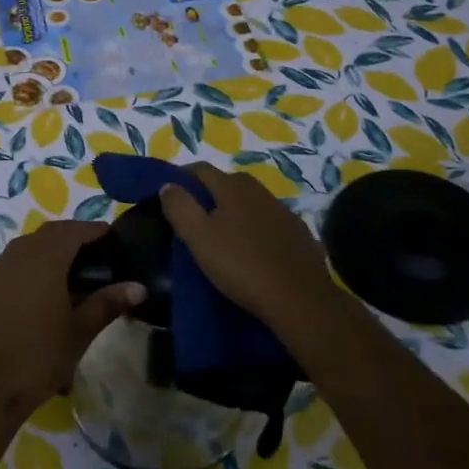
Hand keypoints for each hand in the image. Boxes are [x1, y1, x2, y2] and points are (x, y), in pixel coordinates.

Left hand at [0, 220, 144, 424]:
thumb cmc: (40, 354)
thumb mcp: (80, 330)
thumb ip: (108, 303)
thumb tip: (139, 287)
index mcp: (45, 258)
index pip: (73, 230)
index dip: (93, 230)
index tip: (112, 236)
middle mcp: (20, 254)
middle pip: (50, 233)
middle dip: (73, 236)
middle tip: (97, 252)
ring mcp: (0, 269)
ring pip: (30, 245)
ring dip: (51, 248)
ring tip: (74, 270)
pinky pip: (15, 261)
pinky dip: (33, 263)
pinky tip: (45, 288)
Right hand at [158, 165, 346, 351]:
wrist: (300, 299)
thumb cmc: (241, 265)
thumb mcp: (199, 238)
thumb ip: (180, 207)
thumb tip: (168, 185)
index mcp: (232, 187)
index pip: (200, 169)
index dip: (181, 177)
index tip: (168, 195)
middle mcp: (259, 190)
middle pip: (226, 183)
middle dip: (207, 194)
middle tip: (193, 218)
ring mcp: (282, 211)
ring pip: (249, 202)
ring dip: (233, 211)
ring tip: (221, 235)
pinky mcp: (298, 233)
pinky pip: (268, 222)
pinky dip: (255, 228)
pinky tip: (252, 249)